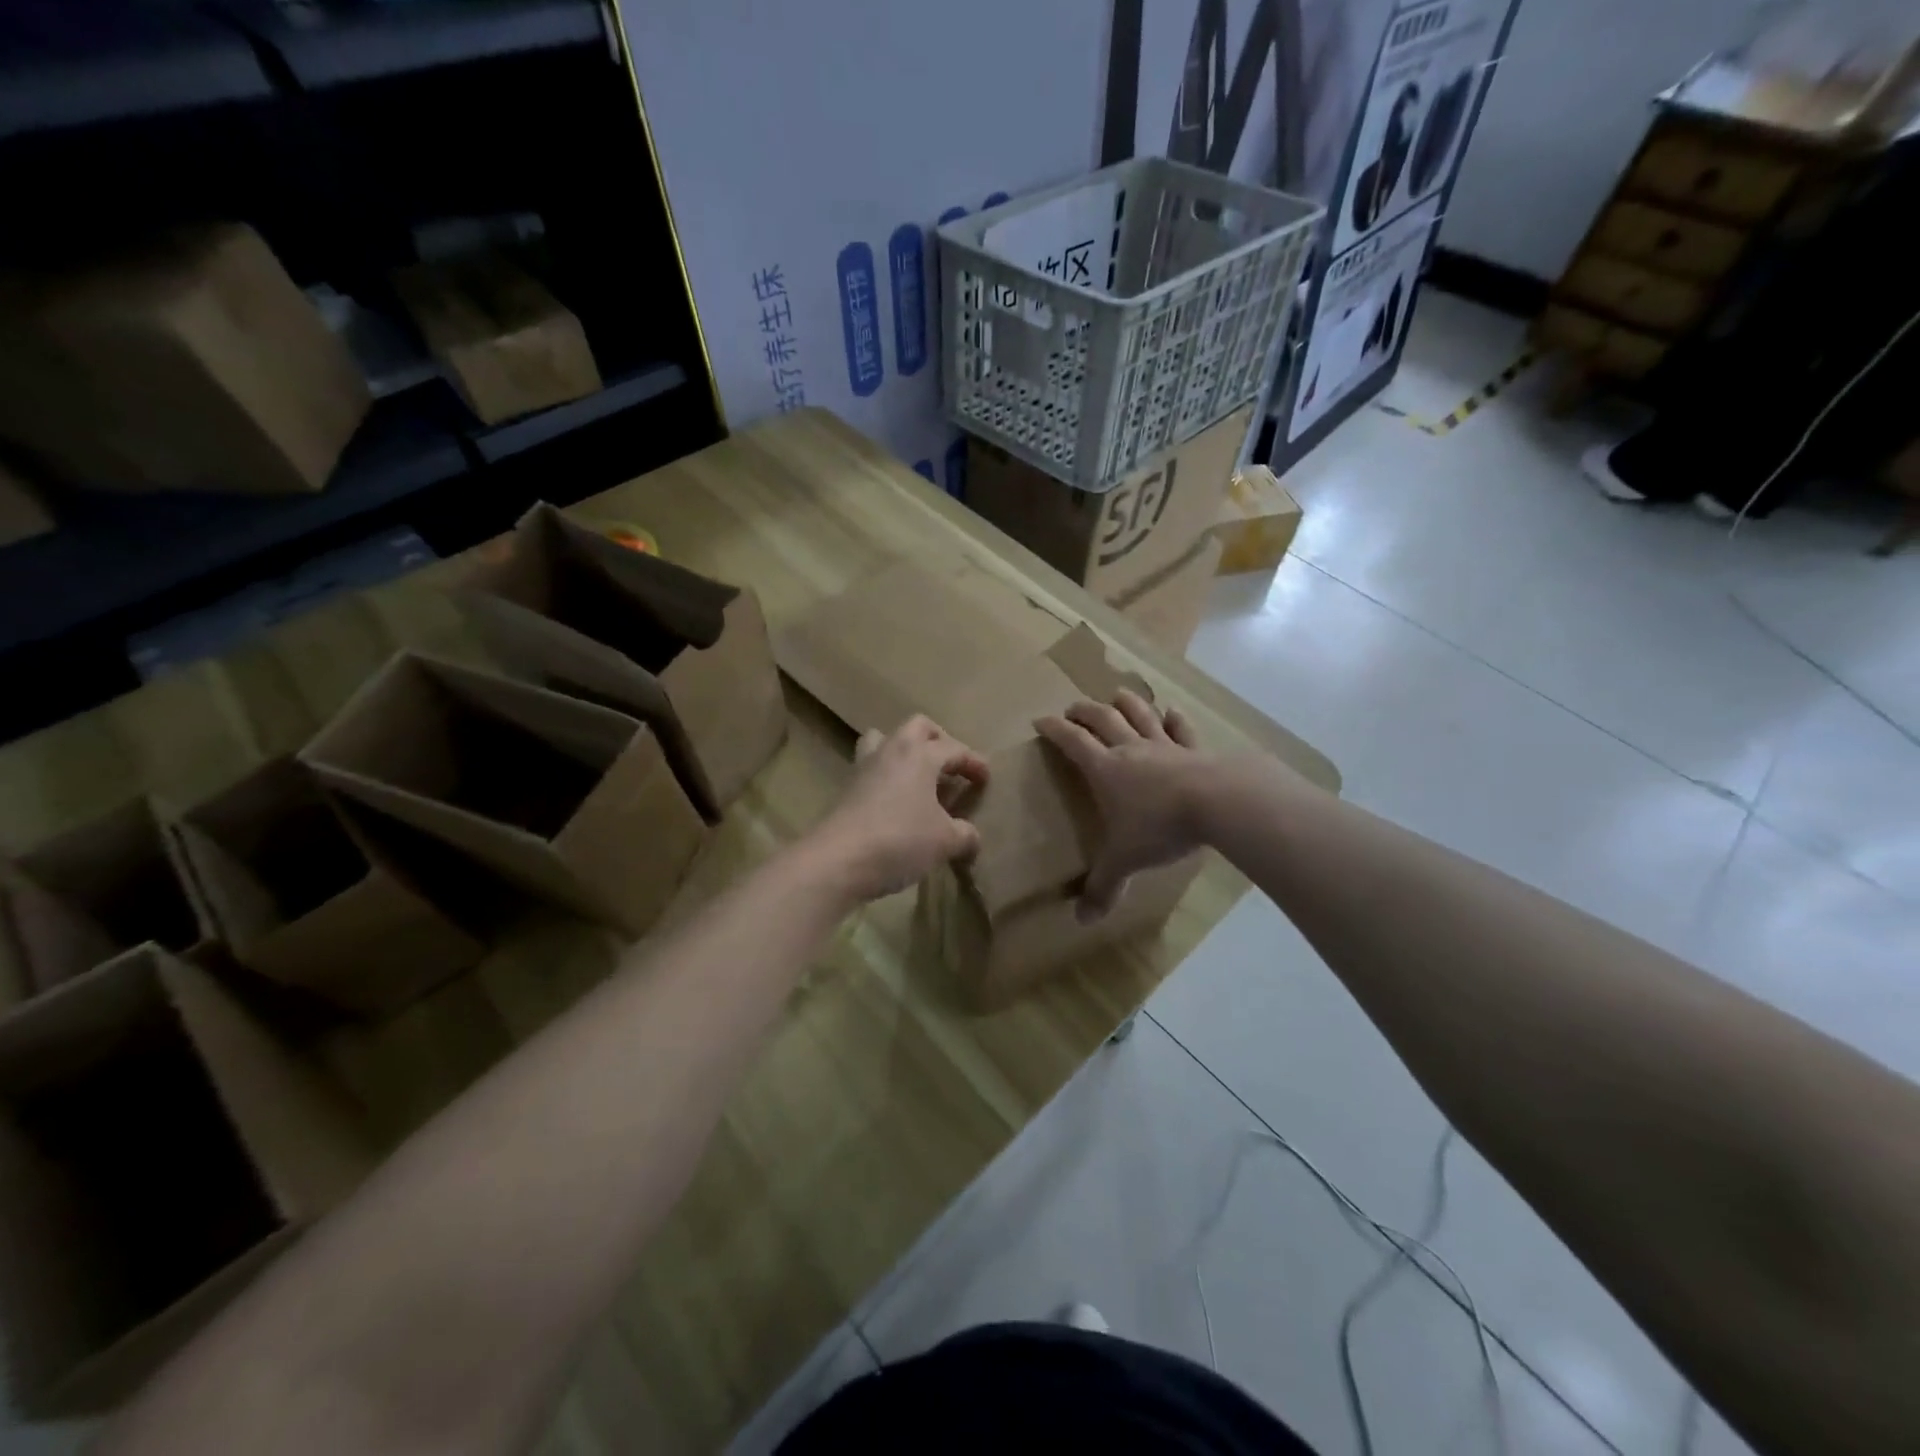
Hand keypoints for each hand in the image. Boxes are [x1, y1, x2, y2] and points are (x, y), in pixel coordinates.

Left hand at [810, 716, 988, 902]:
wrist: (838, 859)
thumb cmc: (900, 840)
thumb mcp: (945, 841)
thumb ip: (965, 835)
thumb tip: (971, 837)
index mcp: (920, 755)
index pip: (954, 748)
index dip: (974, 762)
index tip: (986, 779)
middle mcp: (891, 751)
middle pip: (917, 727)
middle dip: (938, 740)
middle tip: (950, 765)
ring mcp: (864, 767)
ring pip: (884, 740)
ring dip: (904, 752)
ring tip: (917, 777)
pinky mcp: (846, 788)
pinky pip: (871, 769)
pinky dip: (887, 778)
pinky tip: (896, 803)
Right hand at [1035, 690, 1211, 921]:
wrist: (1217, 803)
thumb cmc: (1159, 826)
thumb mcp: (1125, 860)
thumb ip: (1103, 886)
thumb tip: (1082, 919)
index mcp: (1105, 769)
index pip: (1072, 741)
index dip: (1054, 729)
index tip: (1041, 720)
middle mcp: (1131, 749)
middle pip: (1103, 719)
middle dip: (1084, 711)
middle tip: (1073, 708)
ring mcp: (1165, 746)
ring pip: (1141, 715)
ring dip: (1127, 703)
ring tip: (1118, 695)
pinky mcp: (1196, 750)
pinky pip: (1182, 729)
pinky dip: (1175, 719)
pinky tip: (1173, 712)